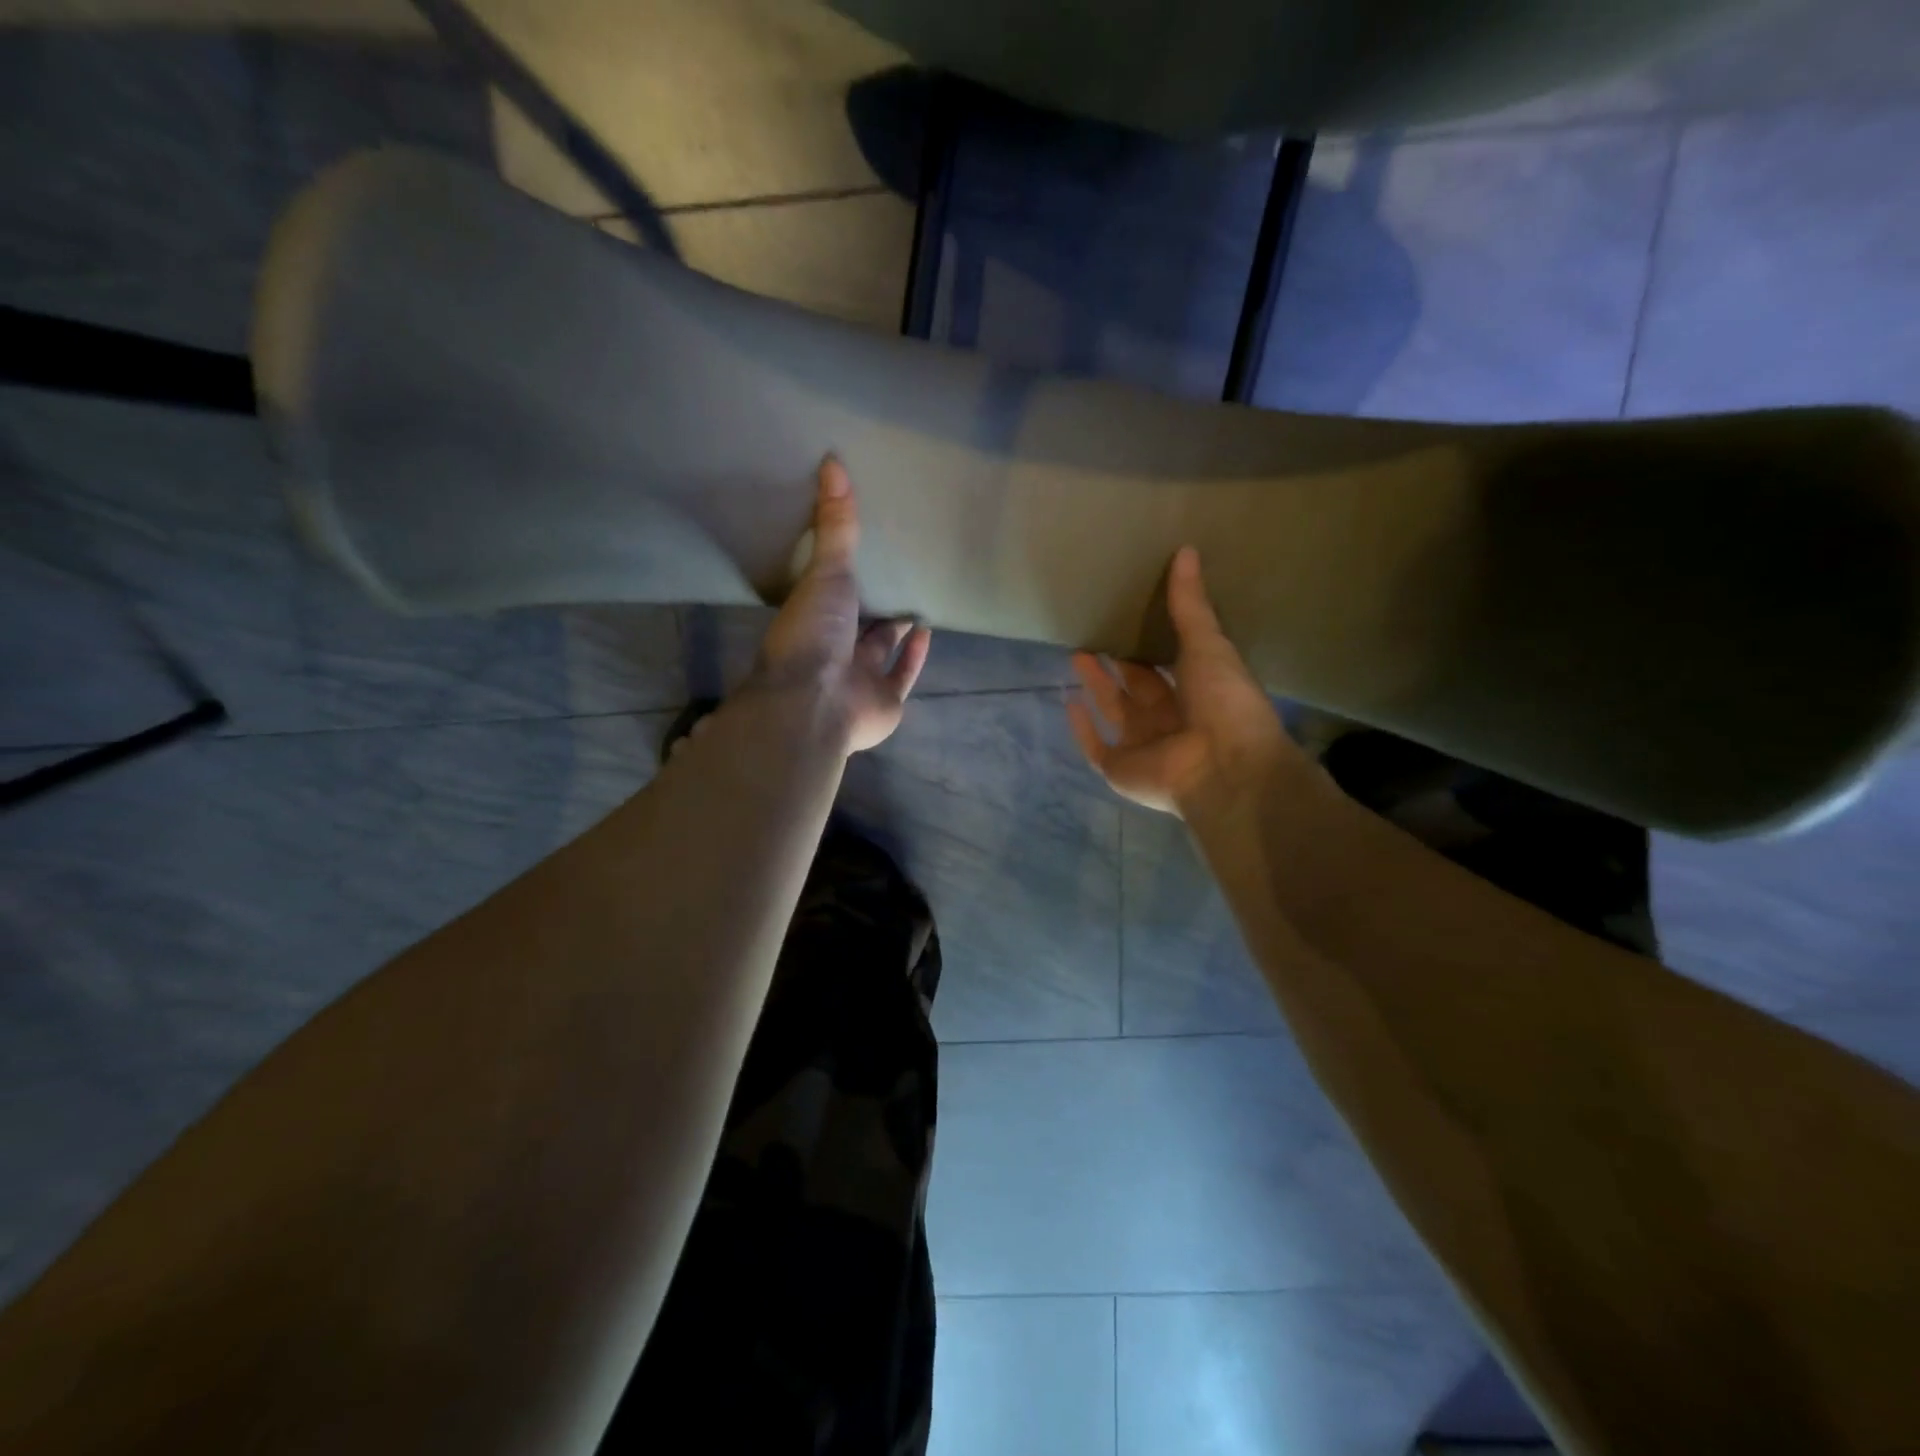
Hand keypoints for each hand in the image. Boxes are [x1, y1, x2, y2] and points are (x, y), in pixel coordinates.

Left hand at [750, 456, 931, 754]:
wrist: (816, 701)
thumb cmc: (813, 635)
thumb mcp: (826, 572)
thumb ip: (835, 525)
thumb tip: (832, 461)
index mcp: (813, 621)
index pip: (830, 595)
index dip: (845, 578)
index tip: (862, 555)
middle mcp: (834, 651)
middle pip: (857, 625)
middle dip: (874, 607)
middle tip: (895, 578)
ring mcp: (859, 679)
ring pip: (881, 652)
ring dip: (897, 633)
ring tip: (916, 605)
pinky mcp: (886, 701)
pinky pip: (903, 675)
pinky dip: (916, 656)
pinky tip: (927, 632)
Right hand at [1068, 547, 1297, 815]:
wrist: (1225, 765)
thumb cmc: (1224, 702)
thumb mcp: (1208, 645)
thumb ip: (1190, 605)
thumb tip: (1186, 550)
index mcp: (1196, 693)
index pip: (1167, 667)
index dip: (1148, 645)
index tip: (1128, 618)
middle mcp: (1169, 720)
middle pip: (1136, 688)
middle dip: (1117, 664)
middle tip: (1095, 634)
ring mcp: (1144, 747)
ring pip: (1114, 712)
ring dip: (1096, 686)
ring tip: (1076, 653)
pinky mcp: (1121, 769)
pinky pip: (1096, 747)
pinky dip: (1081, 727)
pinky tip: (1068, 700)